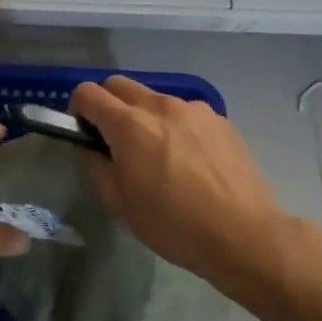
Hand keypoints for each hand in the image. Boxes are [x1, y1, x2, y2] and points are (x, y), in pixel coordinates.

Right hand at [71, 76, 288, 286]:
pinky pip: (184, 113)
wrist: (244, 234)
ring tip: (157, 155)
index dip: (77, 110)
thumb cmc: (173, 225)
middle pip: (119, 85)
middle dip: (107, 105)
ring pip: (153, 99)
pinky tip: (188, 161)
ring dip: (143, 117)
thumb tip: (89, 147)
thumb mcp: (120, 204)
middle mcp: (161, 106)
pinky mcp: (220, 120)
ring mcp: (194, 110)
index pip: (88, 93)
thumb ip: (95, 166)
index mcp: (130, 125)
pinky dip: (174, 126)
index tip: (83, 133)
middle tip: (113, 141)